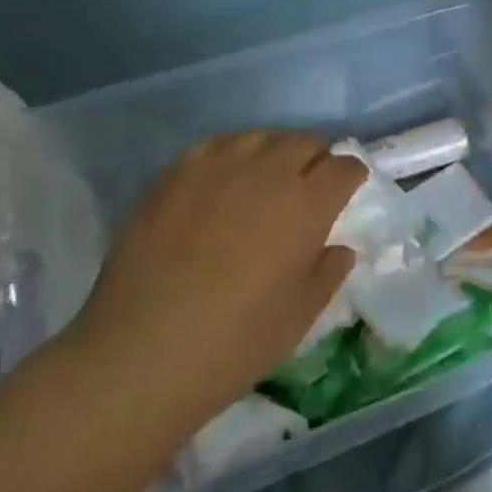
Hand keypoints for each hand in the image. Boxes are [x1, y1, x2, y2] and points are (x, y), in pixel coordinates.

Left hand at [70, 131, 366, 429]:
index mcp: (307, 204)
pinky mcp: (172, 177)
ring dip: (275, 151)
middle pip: (304, 142)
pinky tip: (224, 178)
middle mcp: (266, 173)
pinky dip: (231, 154)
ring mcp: (215, 169)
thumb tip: (337, 249)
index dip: (351, 175)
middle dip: (317, 157)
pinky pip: (214, 145)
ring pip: (260, 137)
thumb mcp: (301, 315)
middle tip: (311, 184)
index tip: (348, 190)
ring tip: (268, 177)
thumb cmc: (235, 342)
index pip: (344, 167)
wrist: (139, 354)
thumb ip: (328, 272)